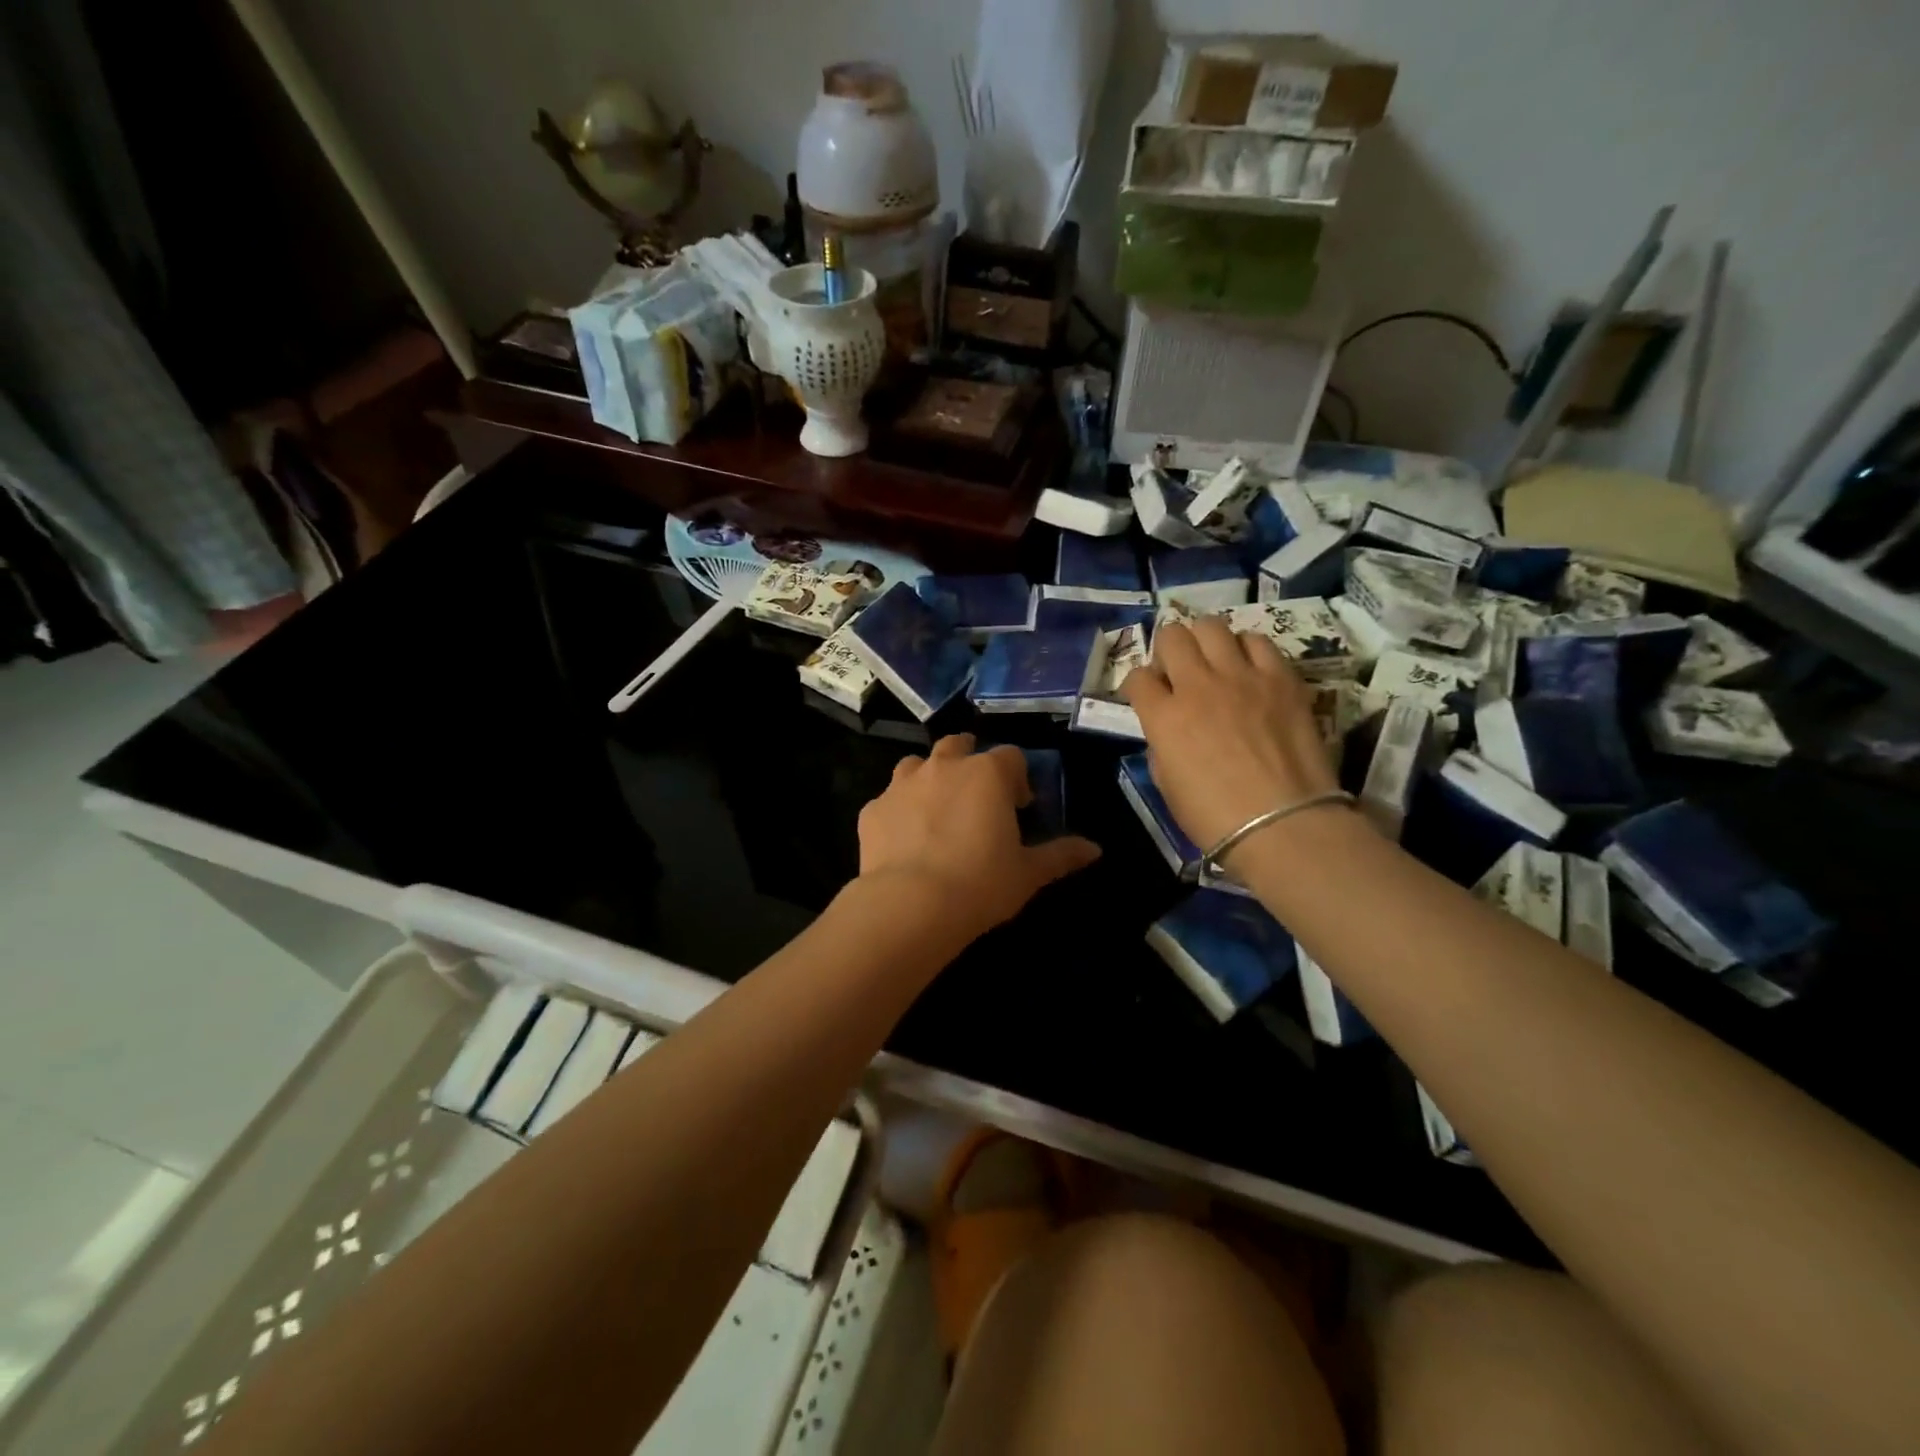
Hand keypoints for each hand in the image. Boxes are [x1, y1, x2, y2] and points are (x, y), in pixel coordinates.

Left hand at [856, 735, 1100, 940]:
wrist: (910, 906)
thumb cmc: (980, 884)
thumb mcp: (1029, 873)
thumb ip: (1061, 855)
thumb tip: (1095, 849)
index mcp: (986, 774)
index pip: (1010, 757)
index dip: (1017, 778)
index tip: (1019, 807)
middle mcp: (943, 767)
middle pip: (959, 745)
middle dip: (969, 762)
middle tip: (976, 797)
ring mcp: (902, 784)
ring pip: (917, 764)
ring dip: (929, 778)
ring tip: (936, 811)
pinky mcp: (872, 809)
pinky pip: (888, 800)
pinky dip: (898, 811)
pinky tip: (903, 840)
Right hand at [1123, 617, 1341, 855]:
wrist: (1283, 824)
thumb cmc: (1215, 817)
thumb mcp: (1167, 785)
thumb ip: (1161, 746)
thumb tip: (1168, 730)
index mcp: (1164, 717)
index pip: (1137, 678)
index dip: (1139, 685)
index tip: (1148, 696)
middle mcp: (1197, 685)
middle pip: (1172, 637)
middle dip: (1168, 650)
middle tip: (1179, 671)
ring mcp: (1241, 677)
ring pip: (1212, 626)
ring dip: (1206, 641)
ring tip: (1215, 662)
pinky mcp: (1281, 678)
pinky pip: (1258, 641)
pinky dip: (1246, 649)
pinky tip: (1249, 668)